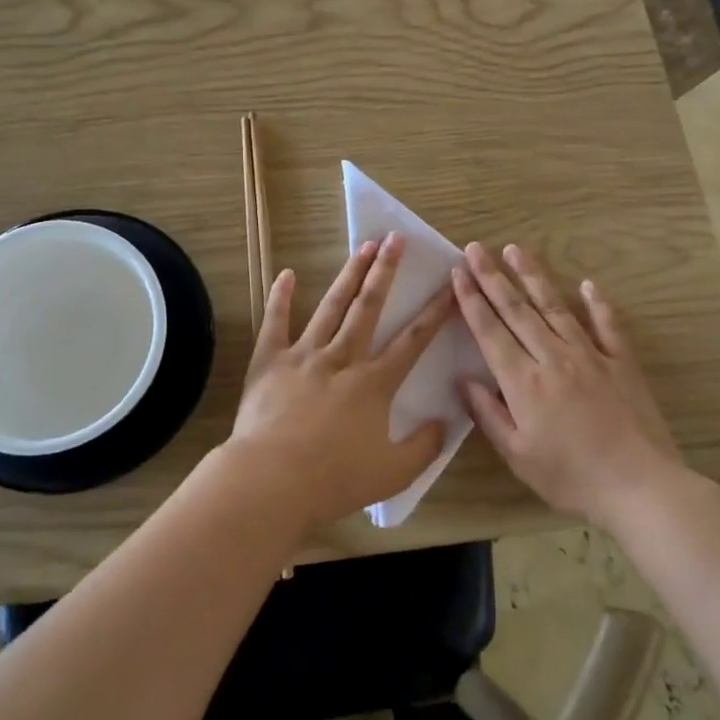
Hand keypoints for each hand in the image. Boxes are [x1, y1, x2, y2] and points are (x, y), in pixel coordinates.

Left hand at [221, 234, 454, 536]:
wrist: (272, 480)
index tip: (449, 284)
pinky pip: (276, 323)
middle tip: (396, 238)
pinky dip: (281, 297)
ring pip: (331, 306)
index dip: (434, 312)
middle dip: (386, 270)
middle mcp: (343, 358)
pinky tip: (286, 274)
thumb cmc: (335, 479)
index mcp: (374, 383)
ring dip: (349, 275)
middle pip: (369, 307)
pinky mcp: (270, 362)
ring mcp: (304, 355)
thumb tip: (444, 422)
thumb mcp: (393, 473)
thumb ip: (424, 447)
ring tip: (363, 247)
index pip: (413, 340)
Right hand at [453, 241, 684, 527]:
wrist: (640, 486)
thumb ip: (488, 415)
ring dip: (533, 277)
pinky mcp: (621, 362)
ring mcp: (590, 355)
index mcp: (523, 381)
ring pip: (556, 307)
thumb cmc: (572, 477)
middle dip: (493, 277)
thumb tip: (463, 381)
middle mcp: (553, 357)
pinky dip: (597, 303)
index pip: (490, 331)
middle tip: (476, 248)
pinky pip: (607, 325)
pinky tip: (587, 284)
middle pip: (517, 310)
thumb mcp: (518, 456)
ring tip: (516, 250)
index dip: (471, 300)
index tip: (458, 272)